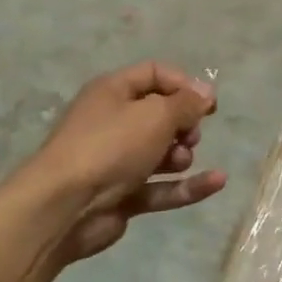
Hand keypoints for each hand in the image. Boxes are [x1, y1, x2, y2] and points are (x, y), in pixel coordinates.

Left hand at [25, 62, 226, 262]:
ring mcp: (117, 161)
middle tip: (191, 134)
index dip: (184, 85)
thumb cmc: (110, 146)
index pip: (155, 74)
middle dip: (184, 123)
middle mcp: (112, 122)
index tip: (209, 103)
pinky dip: (187, 186)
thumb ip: (187, 103)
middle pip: (160, 114)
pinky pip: (161, 187)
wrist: (63, 208)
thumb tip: (206, 92)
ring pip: (161, 152)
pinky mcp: (122, 196)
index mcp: (112, 91)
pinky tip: (218, 181)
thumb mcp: (156, 114)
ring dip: (182, 155)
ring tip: (181, 160)